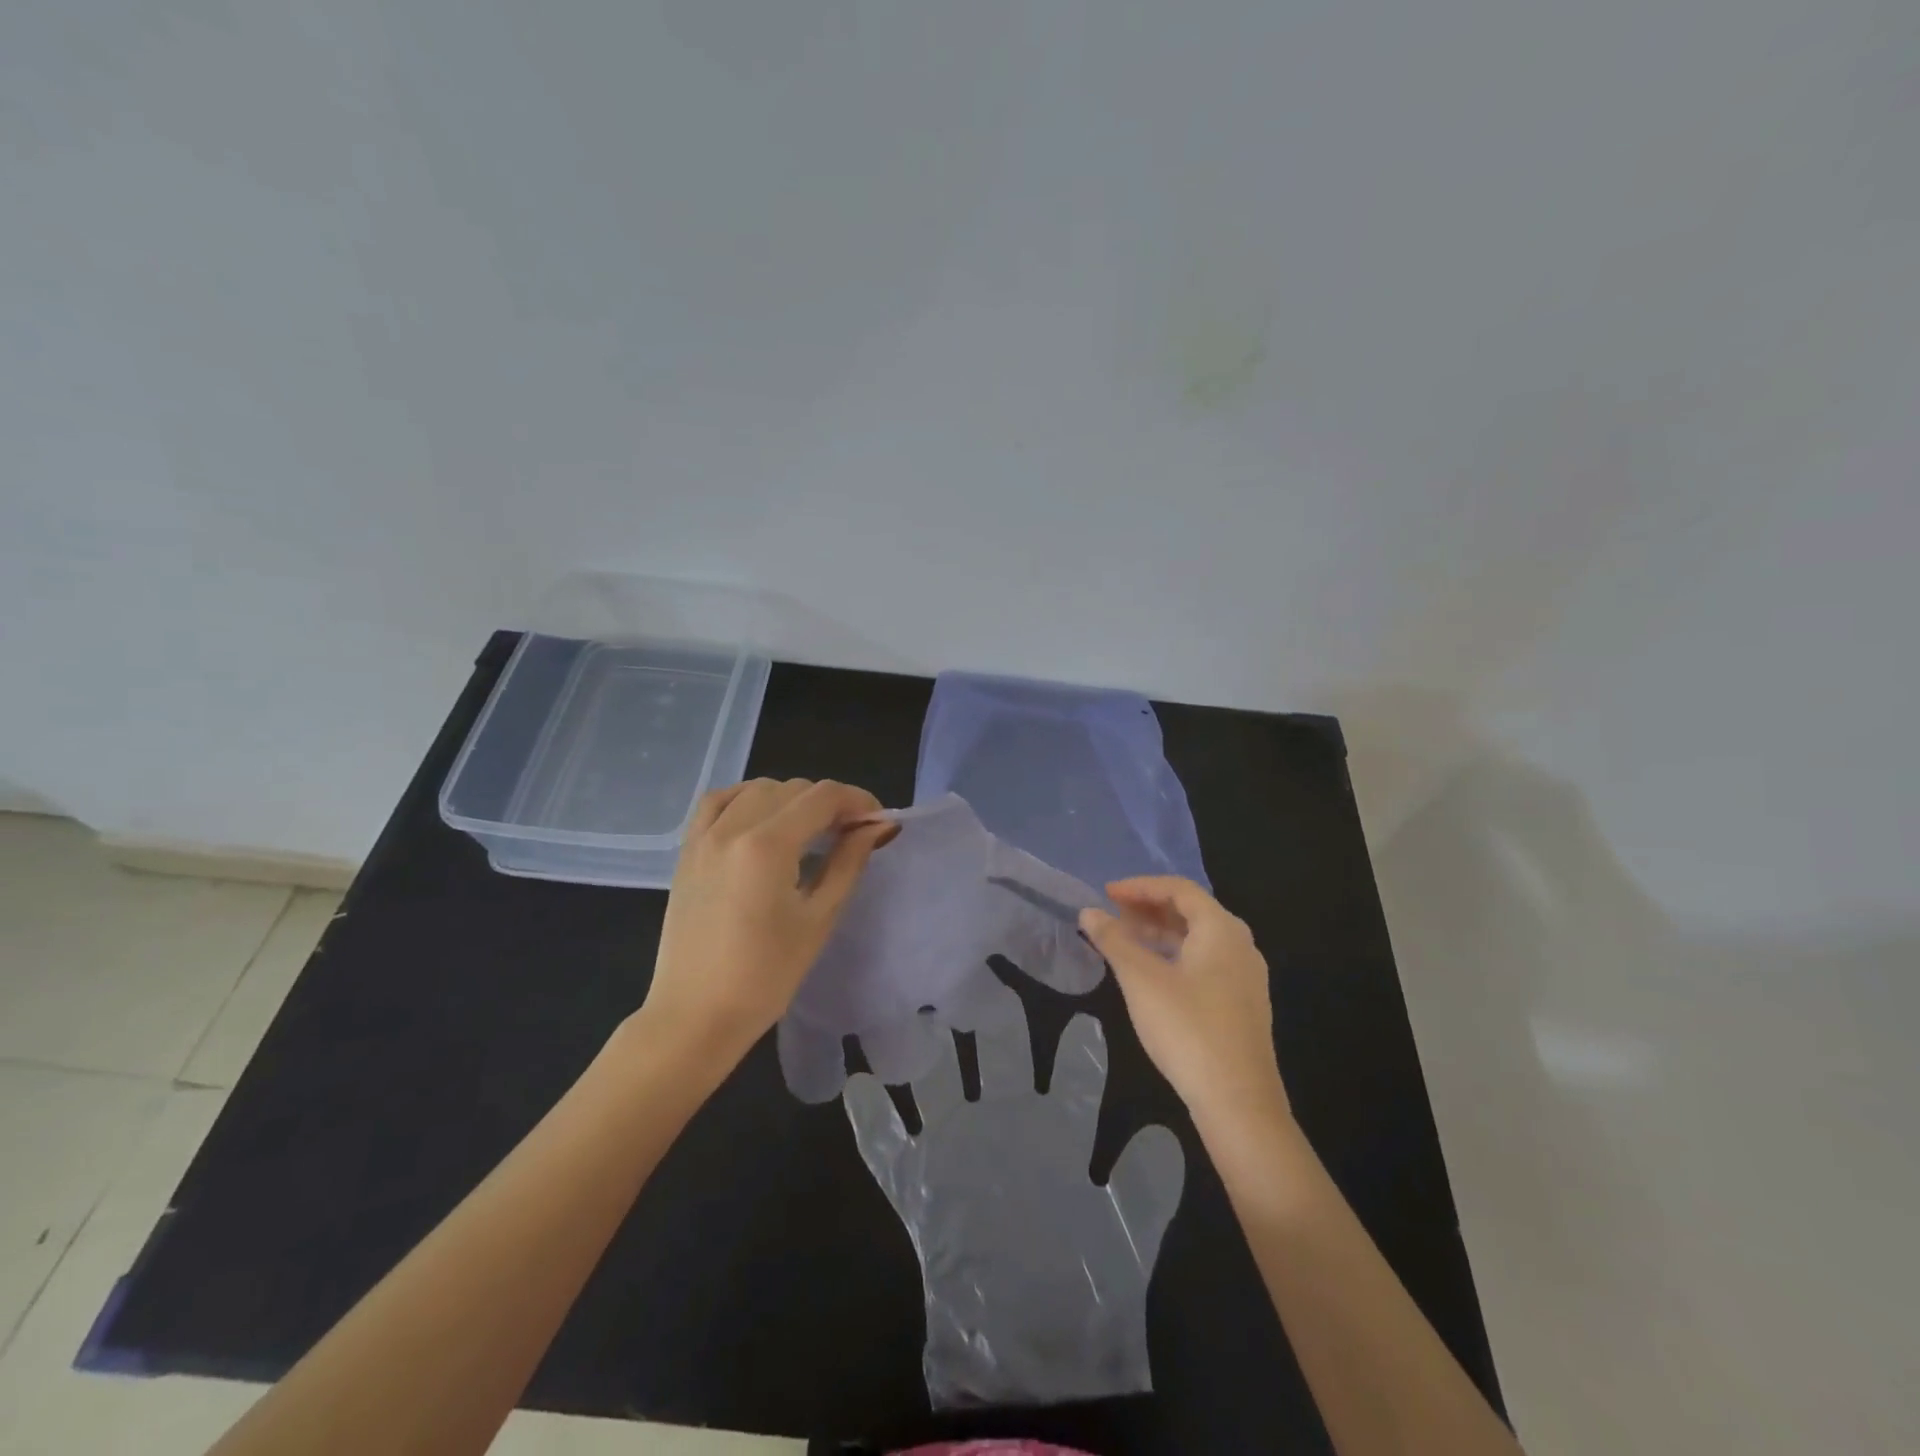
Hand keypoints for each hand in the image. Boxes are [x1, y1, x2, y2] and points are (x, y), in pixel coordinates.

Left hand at [636, 778, 894, 1075]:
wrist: (696, 1015)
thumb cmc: (766, 976)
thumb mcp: (819, 918)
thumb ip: (848, 862)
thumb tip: (877, 827)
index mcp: (768, 845)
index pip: (823, 796)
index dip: (858, 801)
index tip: (877, 823)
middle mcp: (732, 827)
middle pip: (793, 788)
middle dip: (829, 803)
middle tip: (849, 834)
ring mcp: (704, 836)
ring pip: (757, 789)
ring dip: (791, 799)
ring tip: (808, 831)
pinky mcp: (687, 850)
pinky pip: (718, 802)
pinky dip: (746, 798)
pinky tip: (761, 819)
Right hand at [1079, 876, 1289, 1125]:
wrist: (1238, 1102)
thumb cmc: (1187, 1029)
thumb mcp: (1141, 979)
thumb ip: (1114, 940)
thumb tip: (1089, 912)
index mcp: (1221, 929)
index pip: (1179, 889)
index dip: (1140, 886)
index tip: (1106, 894)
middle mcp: (1240, 944)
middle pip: (1192, 911)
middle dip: (1149, 908)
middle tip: (1113, 916)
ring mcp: (1245, 976)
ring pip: (1199, 939)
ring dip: (1160, 933)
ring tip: (1125, 941)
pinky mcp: (1243, 1004)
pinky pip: (1206, 961)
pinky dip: (1175, 955)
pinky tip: (1151, 974)